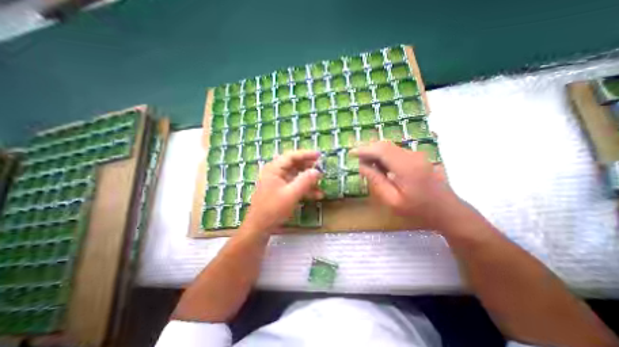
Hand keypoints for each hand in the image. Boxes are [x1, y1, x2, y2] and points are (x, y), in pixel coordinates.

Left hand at [242, 150, 321, 234]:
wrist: (260, 227)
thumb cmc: (273, 209)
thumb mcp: (291, 194)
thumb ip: (305, 181)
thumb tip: (318, 171)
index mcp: (274, 169)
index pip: (291, 156)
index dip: (306, 154)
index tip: (319, 155)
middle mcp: (275, 172)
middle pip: (294, 164)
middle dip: (308, 166)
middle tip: (321, 167)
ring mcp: (278, 181)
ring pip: (296, 175)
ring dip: (308, 179)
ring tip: (321, 182)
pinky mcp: (281, 190)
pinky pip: (295, 185)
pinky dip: (305, 188)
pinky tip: (317, 195)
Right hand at [353, 141, 458, 230]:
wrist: (447, 211)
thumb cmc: (418, 210)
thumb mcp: (392, 200)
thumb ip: (376, 181)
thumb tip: (362, 166)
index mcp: (406, 167)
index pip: (380, 150)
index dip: (364, 150)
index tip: (351, 153)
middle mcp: (412, 156)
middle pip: (384, 145)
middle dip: (367, 149)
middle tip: (355, 157)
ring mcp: (416, 155)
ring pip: (389, 147)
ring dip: (374, 152)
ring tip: (363, 162)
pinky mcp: (416, 158)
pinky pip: (395, 152)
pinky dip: (383, 156)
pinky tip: (378, 165)